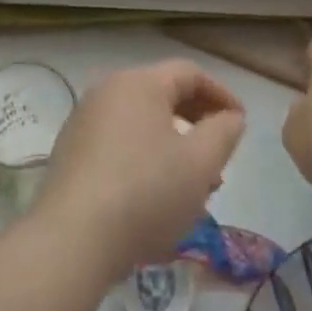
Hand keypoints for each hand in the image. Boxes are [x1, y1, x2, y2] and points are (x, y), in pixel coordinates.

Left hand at [29, 60, 246, 278]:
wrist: (73, 237)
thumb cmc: (145, 192)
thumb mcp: (199, 164)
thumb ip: (223, 133)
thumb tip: (230, 117)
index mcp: (139, 82)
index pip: (189, 73)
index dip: (221, 94)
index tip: (240, 124)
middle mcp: (108, 90)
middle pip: (163, 95)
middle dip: (197, 124)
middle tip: (219, 159)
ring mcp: (84, 120)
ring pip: (142, 123)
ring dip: (173, 146)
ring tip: (192, 188)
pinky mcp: (71, 150)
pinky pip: (119, 142)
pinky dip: (145, 158)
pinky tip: (155, 197)